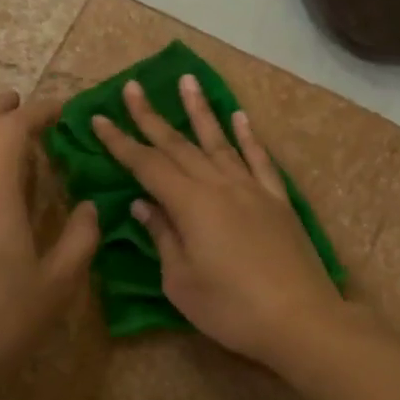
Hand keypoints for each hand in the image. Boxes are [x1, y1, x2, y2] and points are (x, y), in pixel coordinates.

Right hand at [92, 75, 346, 369]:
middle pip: (179, 145)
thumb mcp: (181, 281)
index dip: (121, 142)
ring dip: (200, 111)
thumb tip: (143, 204)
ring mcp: (252, 189)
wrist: (300, 319)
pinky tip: (240, 118)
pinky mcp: (278, 201)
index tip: (99, 119)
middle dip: (151, 116)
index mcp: (191, 204)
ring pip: (220, 141)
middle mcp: (220, 185)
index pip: (147, 165)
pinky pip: (260, 160)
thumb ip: (163, 236)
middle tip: (131, 87)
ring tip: (186, 80)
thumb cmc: (231, 308)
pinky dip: (248, 137)